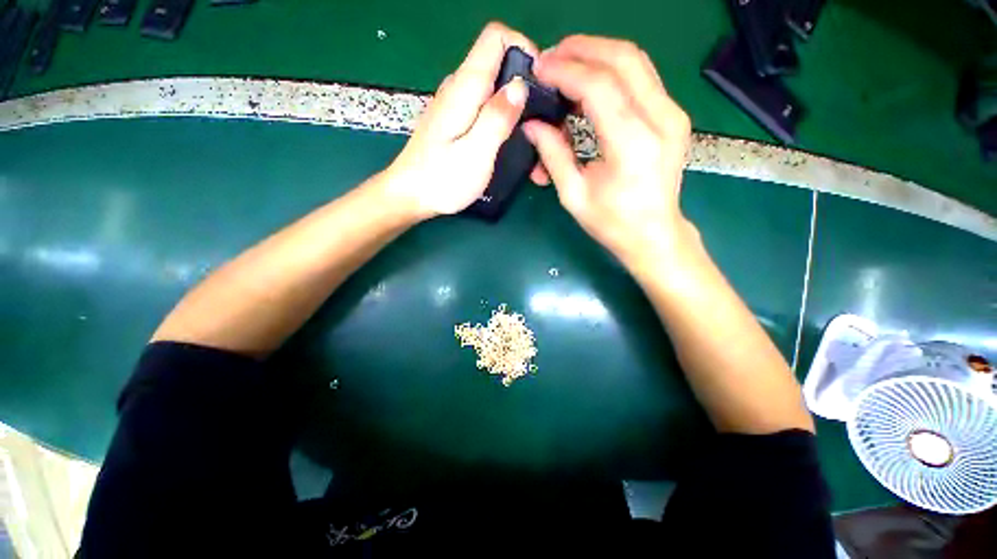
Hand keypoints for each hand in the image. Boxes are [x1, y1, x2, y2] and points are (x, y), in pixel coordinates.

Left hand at [384, 23, 536, 219]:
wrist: (410, 196)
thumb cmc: (442, 180)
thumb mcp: (476, 153)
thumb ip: (497, 118)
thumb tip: (519, 86)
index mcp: (465, 88)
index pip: (496, 38)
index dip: (523, 49)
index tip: (540, 84)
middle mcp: (459, 88)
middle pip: (498, 64)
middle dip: (525, 85)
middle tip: (540, 121)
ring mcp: (456, 105)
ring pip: (493, 88)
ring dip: (515, 107)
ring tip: (529, 138)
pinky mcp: (456, 121)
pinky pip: (484, 107)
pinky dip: (501, 118)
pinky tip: (507, 143)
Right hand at [524, 36, 692, 264]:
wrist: (654, 235)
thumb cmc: (612, 223)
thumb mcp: (574, 195)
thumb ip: (553, 155)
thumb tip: (532, 126)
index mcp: (632, 145)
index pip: (598, 87)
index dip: (565, 71)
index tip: (540, 68)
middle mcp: (660, 120)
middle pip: (623, 59)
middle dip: (583, 49)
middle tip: (552, 57)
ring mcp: (673, 114)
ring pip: (636, 62)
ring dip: (598, 55)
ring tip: (567, 66)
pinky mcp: (673, 116)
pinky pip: (642, 79)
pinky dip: (613, 72)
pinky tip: (590, 84)